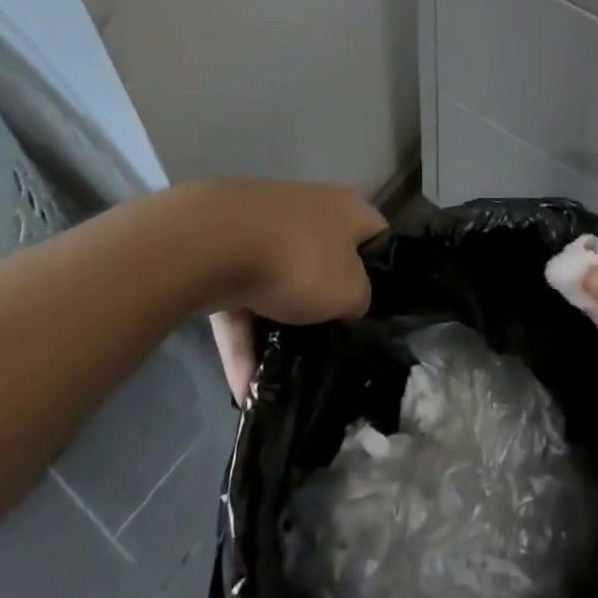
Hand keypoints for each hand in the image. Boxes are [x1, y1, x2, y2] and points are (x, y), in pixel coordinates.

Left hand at [187, 179, 386, 401]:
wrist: (215, 244)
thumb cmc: (301, 260)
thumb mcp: (350, 291)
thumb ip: (359, 300)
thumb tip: (347, 305)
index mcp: (348, 209)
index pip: (377, 236)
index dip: (382, 272)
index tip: (376, 312)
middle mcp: (310, 211)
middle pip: (325, 263)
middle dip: (322, 307)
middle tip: (328, 348)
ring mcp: (263, 230)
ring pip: (278, 288)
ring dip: (276, 334)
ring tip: (278, 383)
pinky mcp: (223, 254)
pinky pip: (240, 305)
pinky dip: (243, 342)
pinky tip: (244, 388)